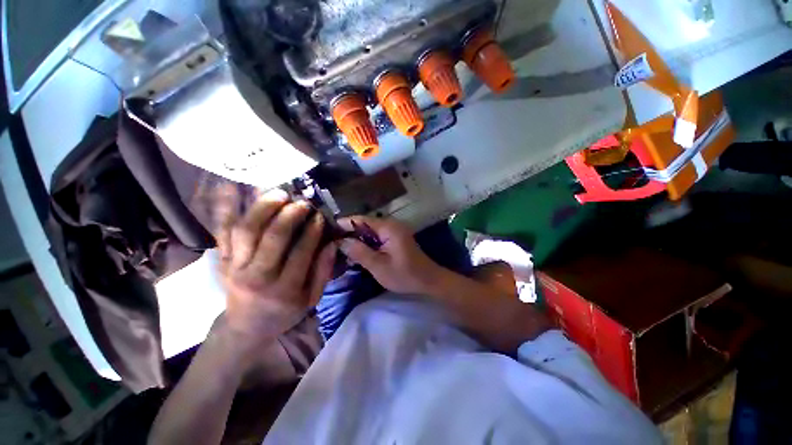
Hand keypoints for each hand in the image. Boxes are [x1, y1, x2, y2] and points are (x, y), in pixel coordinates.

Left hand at [216, 189, 335, 344]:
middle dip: (290, 216)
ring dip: (263, 208)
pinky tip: (229, 186)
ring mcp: (235, 266)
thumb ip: (323, 271)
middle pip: (272, 238)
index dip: (312, 231)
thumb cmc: (285, 312)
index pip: (301, 253)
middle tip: (302, 202)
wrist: (246, 327)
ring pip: (246, 231)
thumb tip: (333, 244)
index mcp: (284, 290)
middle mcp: (257, 276)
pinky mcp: (223, 260)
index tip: (320, 216)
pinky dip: (224, 208)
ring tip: (279, 193)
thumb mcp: (311, 299)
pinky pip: (221, 231)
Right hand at [337, 216, 445, 294]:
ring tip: (339, 246)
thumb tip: (341, 241)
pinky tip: (356, 250)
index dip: (344, 223)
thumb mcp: (379, 266)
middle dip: (349, 231)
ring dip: (357, 237)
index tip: (327, 230)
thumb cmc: (405, 274)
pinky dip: (366, 242)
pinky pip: (377, 236)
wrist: (428, 280)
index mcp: (388, 227)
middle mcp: (391, 224)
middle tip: (331, 241)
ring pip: (370, 230)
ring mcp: (394, 231)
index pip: (361, 220)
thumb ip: (360, 252)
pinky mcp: (395, 238)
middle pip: (365, 224)